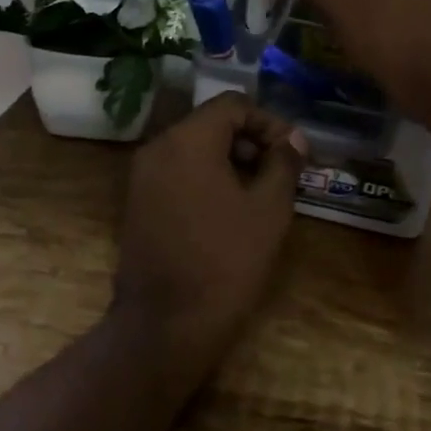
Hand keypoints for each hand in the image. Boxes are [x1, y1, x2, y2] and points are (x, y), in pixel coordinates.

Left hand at [112, 93, 308, 370]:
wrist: (165, 326)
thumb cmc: (225, 262)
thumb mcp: (269, 209)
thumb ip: (283, 163)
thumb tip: (294, 138)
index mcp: (187, 140)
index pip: (233, 105)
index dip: (268, 122)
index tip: (291, 153)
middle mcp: (157, 147)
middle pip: (211, 123)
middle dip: (249, 141)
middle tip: (279, 173)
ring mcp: (142, 176)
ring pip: (193, 148)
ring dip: (229, 160)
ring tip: (259, 194)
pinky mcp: (136, 203)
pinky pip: (177, 172)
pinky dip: (205, 178)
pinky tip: (228, 210)